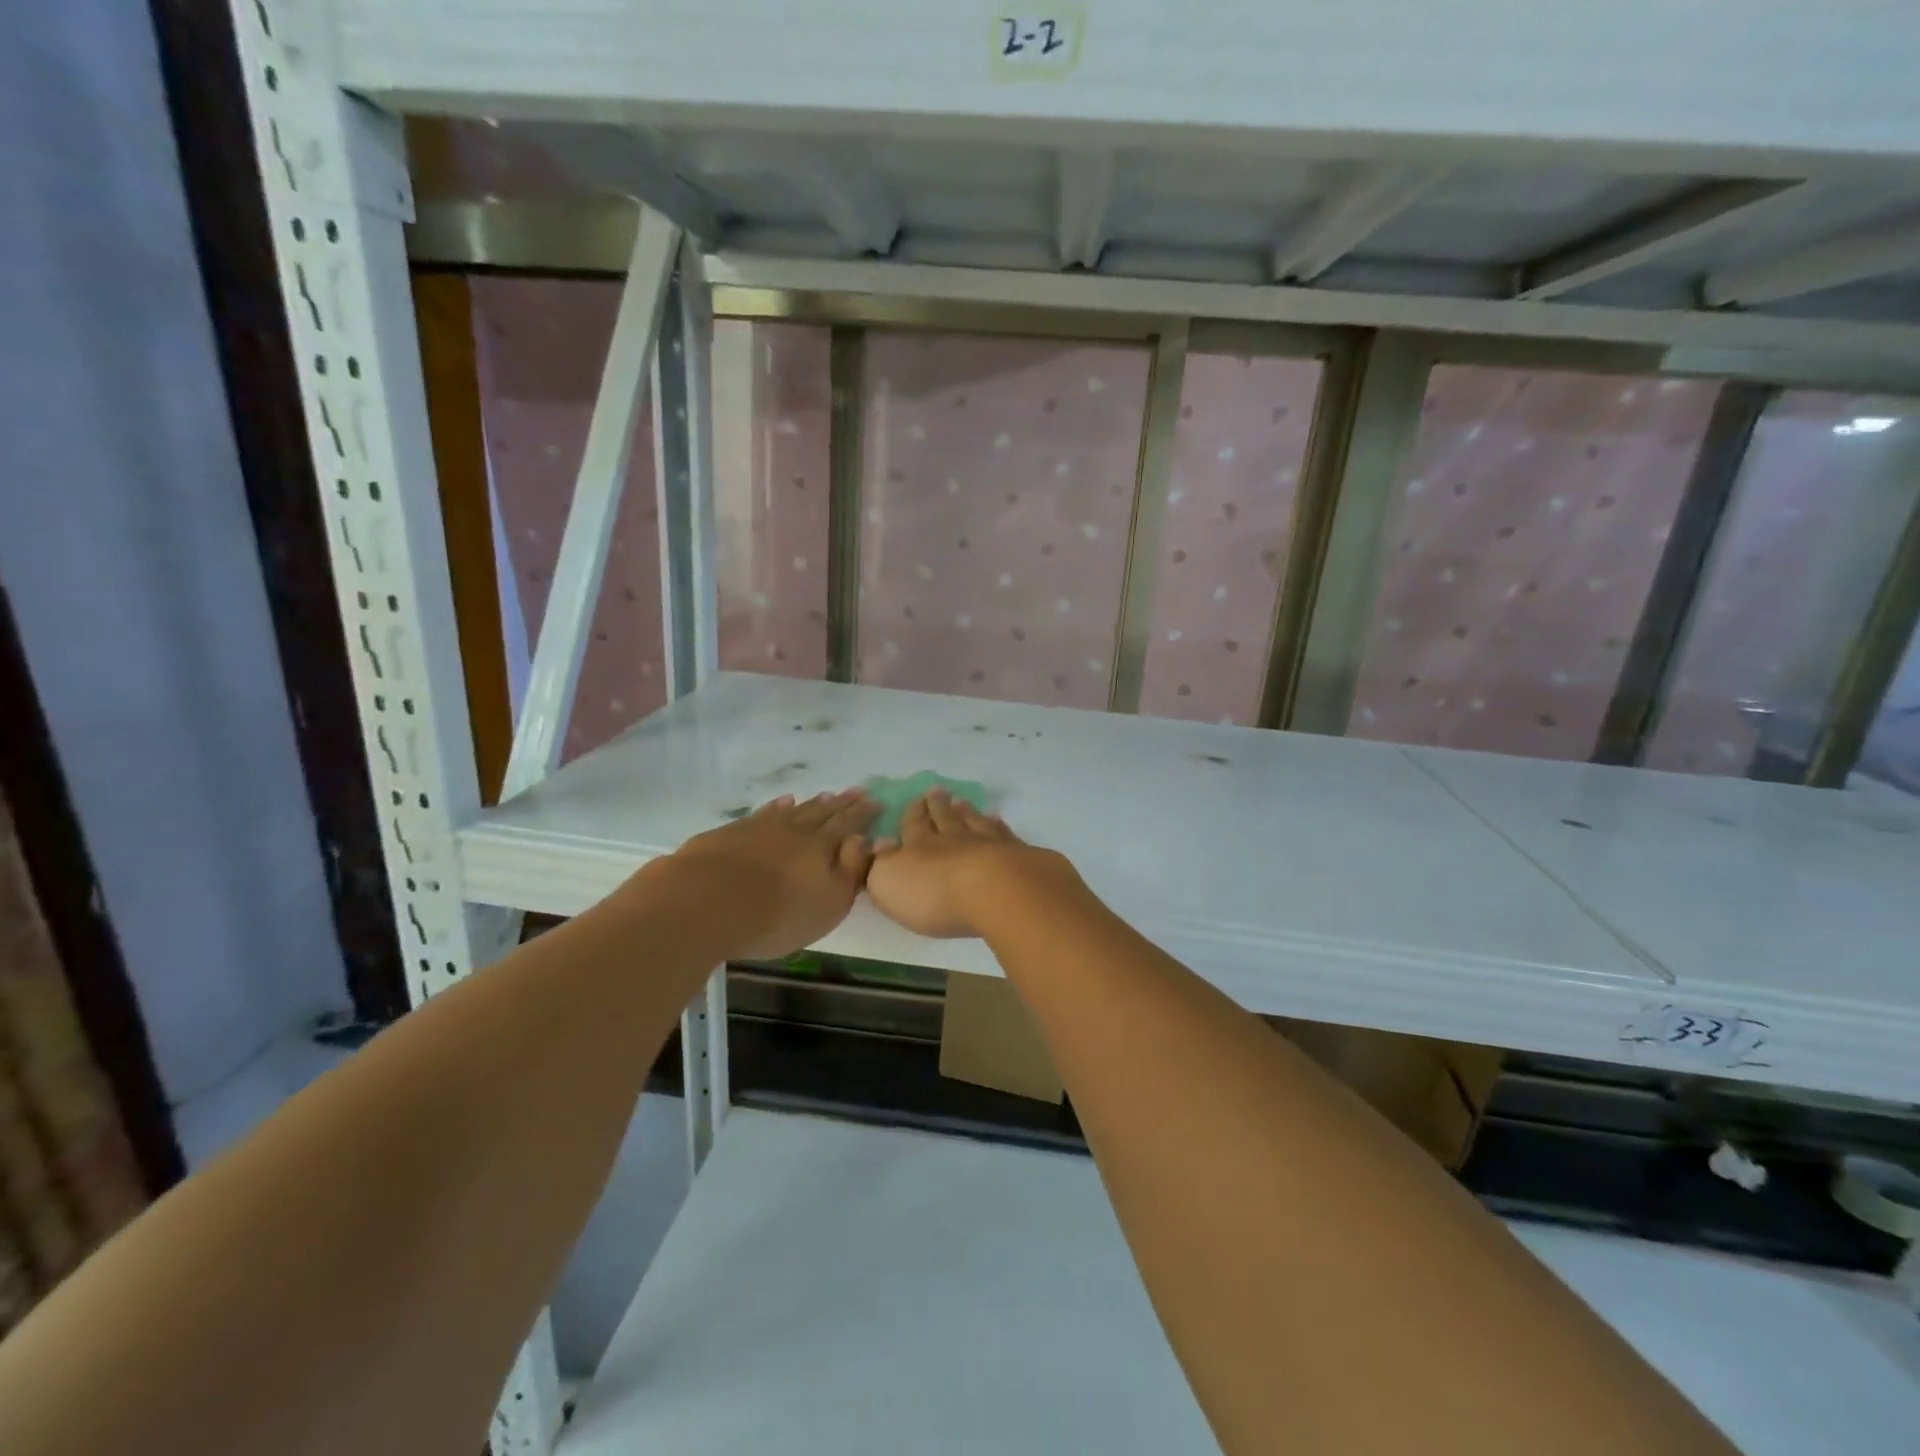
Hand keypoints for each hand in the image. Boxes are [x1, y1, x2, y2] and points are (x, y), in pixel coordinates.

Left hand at [653, 790, 878, 960]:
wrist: (704, 903)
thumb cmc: (777, 914)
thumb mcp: (829, 904)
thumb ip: (851, 871)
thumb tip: (866, 840)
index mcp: (821, 847)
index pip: (848, 825)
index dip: (862, 814)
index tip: (875, 801)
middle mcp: (793, 830)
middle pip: (822, 813)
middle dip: (841, 803)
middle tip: (856, 791)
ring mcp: (759, 828)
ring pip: (792, 810)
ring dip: (811, 803)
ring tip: (824, 795)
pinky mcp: (729, 834)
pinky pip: (762, 813)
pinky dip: (775, 807)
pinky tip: (779, 804)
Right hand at [865, 789, 1063, 938]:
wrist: (994, 892)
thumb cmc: (933, 894)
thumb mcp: (889, 883)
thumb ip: (881, 864)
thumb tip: (880, 843)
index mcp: (919, 846)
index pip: (913, 825)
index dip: (913, 814)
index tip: (915, 800)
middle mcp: (953, 839)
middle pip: (945, 818)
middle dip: (938, 806)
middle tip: (937, 791)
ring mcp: (987, 844)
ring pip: (974, 822)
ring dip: (966, 811)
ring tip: (962, 800)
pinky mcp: (1017, 855)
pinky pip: (1004, 834)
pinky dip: (999, 825)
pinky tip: (998, 819)